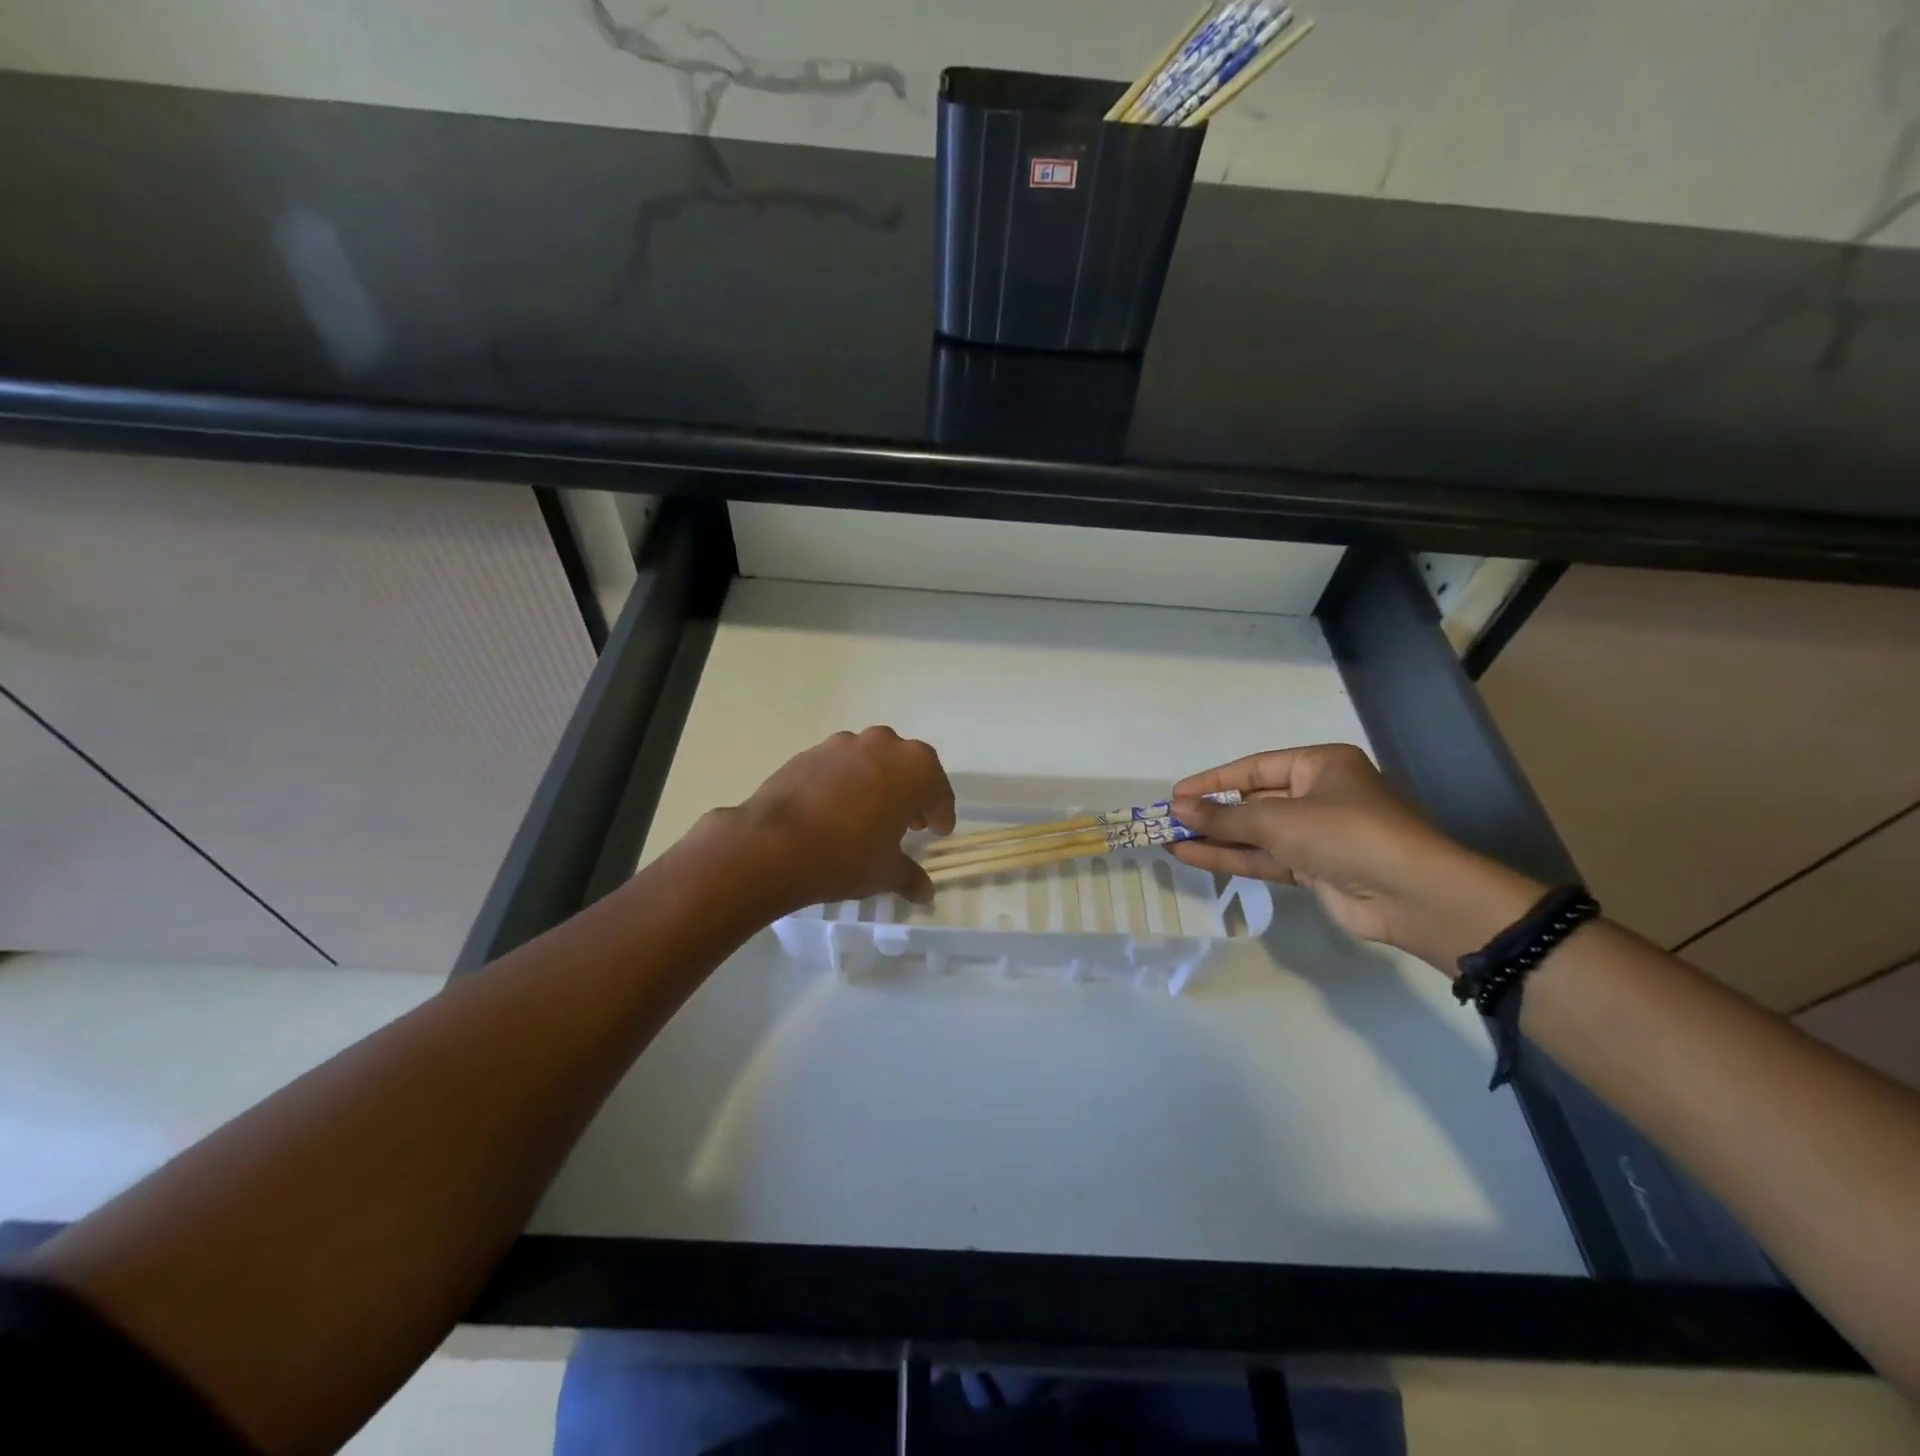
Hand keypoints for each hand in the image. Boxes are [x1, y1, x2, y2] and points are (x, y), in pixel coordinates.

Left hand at [713, 727, 955, 914]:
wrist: (774, 845)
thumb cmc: (847, 856)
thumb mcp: (886, 873)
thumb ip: (910, 876)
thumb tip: (925, 892)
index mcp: (914, 768)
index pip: (938, 790)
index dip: (941, 813)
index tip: (937, 832)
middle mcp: (883, 744)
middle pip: (907, 767)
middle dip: (911, 792)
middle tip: (907, 823)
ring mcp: (843, 744)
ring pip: (872, 760)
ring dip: (878, 782)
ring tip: (868, 814)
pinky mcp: (809, 752)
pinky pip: (839, 766)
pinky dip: (845, 783)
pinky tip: (835, 810)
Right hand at [1168, 744, 1541, 970]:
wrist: (1411, 894)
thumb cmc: (1346, 833)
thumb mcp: (1279, 819)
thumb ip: (1225, 815)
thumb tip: (1178, 808)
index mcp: (1320, 765)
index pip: (1254, 768)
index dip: (1213, 780)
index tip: (1176, 794)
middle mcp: (1318, 795)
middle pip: (1253, 800)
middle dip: (1212, 812)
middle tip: (1169, 820)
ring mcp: (1316, 835)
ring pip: (1256, 833)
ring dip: (1216, 837)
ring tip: (1170, 840)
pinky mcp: (1314, 869)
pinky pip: (1265, 858)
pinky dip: (1232, 858)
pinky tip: (1192, 856)